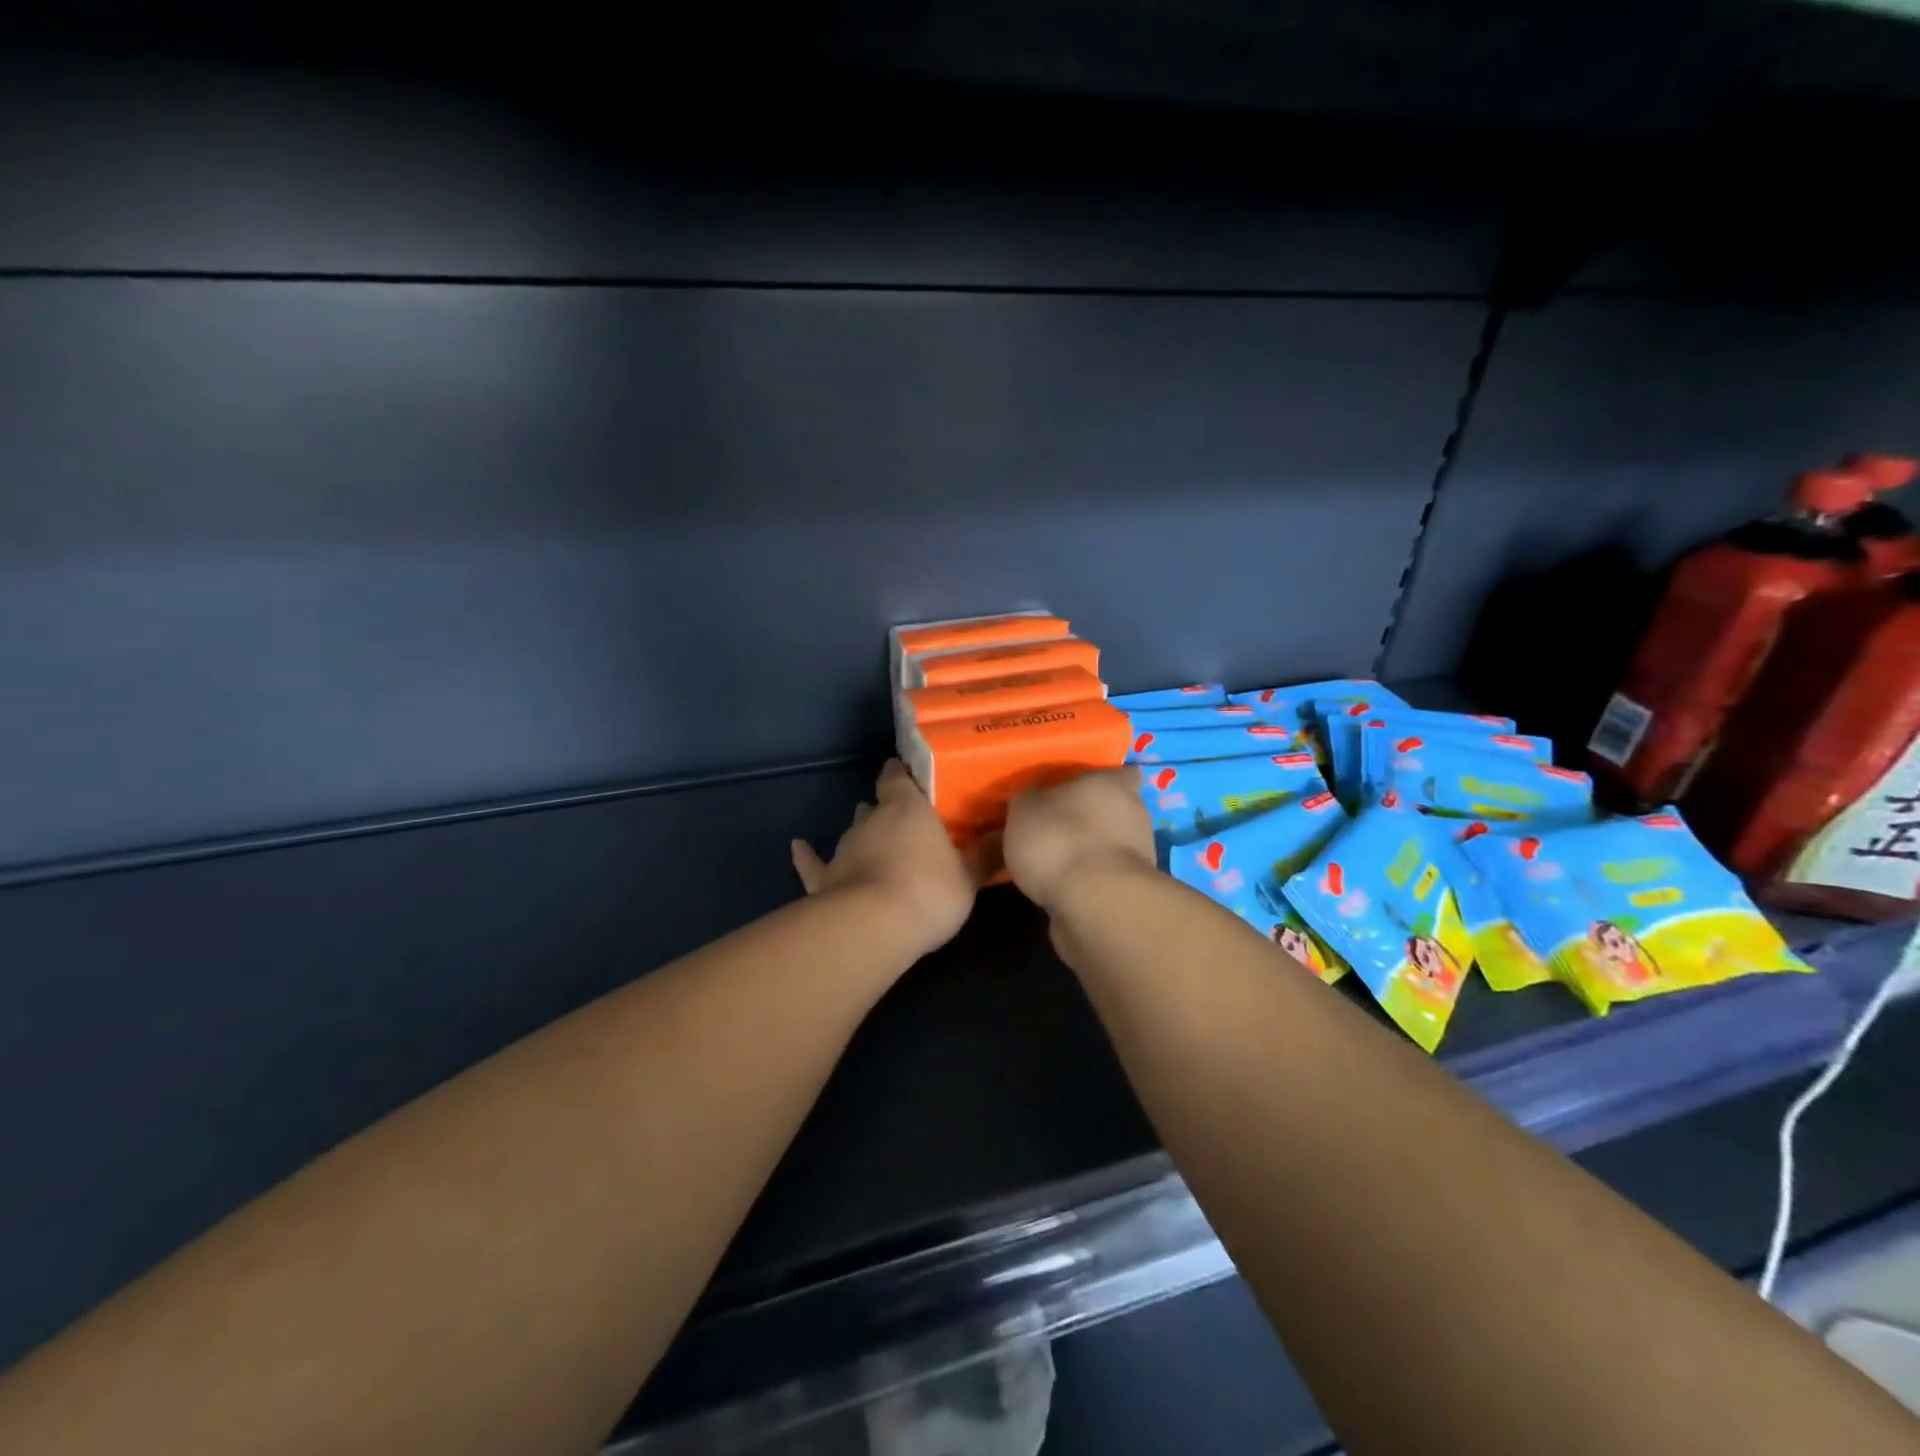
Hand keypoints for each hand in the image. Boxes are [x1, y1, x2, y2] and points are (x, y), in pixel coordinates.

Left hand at [792, 760, 991, 955]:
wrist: (874, 926)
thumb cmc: (929, 891)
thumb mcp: (969, 876)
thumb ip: (985, 854)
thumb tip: (1006, 833)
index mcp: (907, 808)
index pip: (899, 776)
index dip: (903, 774)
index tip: (911, 776)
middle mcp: (871, 819)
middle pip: (876, 805)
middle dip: (888, 810)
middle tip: (905, 821)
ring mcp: (843, 848)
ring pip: (852, 831)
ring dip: (862, 833)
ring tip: (873, 837)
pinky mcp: (823, 878)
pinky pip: (813, 863)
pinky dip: (807, 856)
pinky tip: (798, 846)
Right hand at [1003, 767, 1154, 912]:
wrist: (1094, 903)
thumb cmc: (1060, 838)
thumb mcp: (1025, 808)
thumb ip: (1031, 799)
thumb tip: (1032, 798)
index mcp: (1113, 784)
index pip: (1121, 773)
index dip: (1104, 781)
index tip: (1080, 790)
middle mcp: (1134, 815)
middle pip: (1116, 810)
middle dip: (1092, 819)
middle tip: (1057, 827)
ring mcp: (1138, 856)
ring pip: (1111, 846)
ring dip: (1090, 852)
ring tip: (1053, 864)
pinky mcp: (1132, 892)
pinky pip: (1106, 878)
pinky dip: (1089, 882)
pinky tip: (1060, 889)